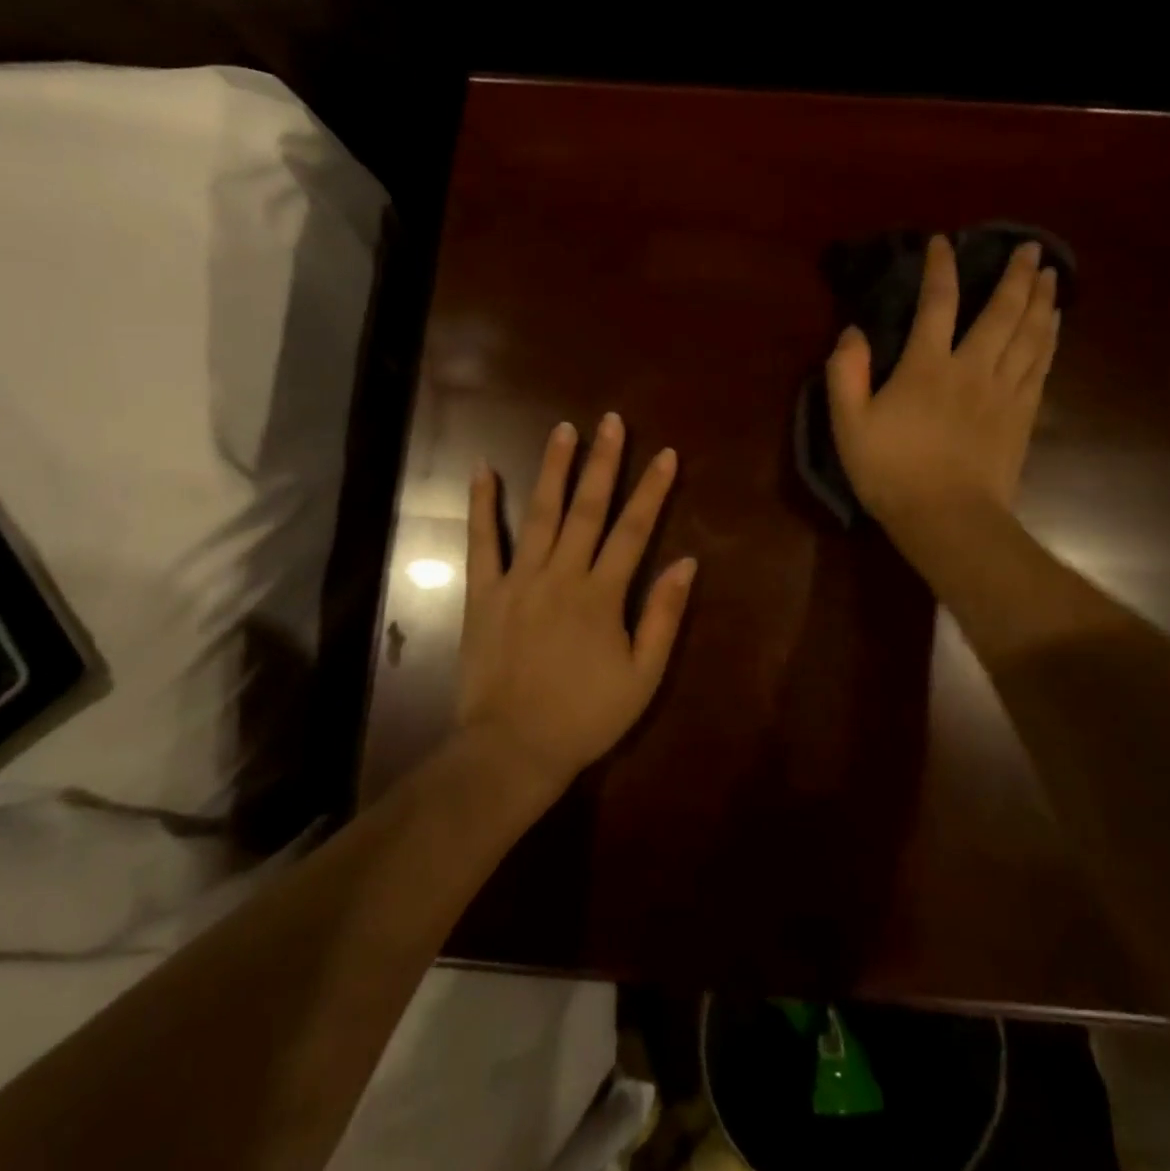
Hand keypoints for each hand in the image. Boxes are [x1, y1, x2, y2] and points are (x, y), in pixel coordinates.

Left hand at [457, 415, 697, 795]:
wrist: (513, 749)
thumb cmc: (585, 716)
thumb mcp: (642, 676)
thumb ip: (663, 617)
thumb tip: (687, 562)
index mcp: (602, 595)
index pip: (634, 530)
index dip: (653, 490)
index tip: (667, 454)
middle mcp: (561, 574)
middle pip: (588, 509)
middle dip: (603, 462)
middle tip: (611, 422)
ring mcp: (519, 580)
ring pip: (539, 513)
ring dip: (553, 469)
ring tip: (563, 430)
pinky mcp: (485, 593)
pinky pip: (482, 541)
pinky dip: (482, 504)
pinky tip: (484, 469)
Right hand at [826, 235, 1059, 571]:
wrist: (947, 517)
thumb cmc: (891, 471)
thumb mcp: (848, 424)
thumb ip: (845, 373)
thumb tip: (853, 331)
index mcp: (927, 366)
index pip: (937, 304)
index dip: (940, 269)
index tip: (943, 243)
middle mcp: (972, 367)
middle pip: (1001, 311)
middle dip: (1015, 275)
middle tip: (1029, 248)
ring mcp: (1004, 390)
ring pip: (1030, 333)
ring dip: (1040, 300)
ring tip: (1050, 275)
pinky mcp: (1023, 414)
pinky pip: (1041, 364)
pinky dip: (1049, 337)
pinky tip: (1053, 324)